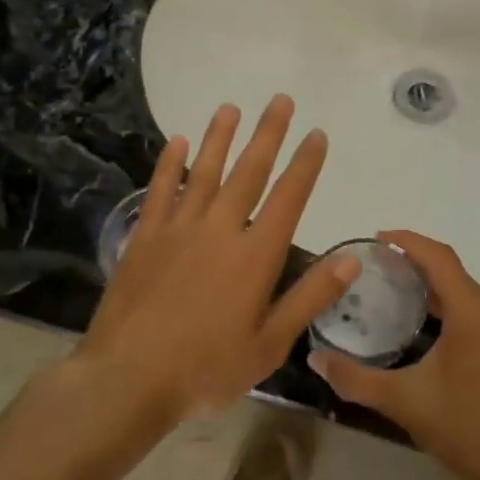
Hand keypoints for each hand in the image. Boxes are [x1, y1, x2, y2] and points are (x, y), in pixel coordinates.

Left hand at [78, 95, 357, 426]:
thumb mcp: (269, 345)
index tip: (317, 134)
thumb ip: (309, 298)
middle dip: (268, 135)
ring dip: (219, 138)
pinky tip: (176, 142)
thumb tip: (352, 260)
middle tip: (280, 100)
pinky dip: (169, 164)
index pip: (288, 198)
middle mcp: (219, 230)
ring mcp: (177, 229)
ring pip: (204, 172)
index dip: (304, 164)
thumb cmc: (205, 370)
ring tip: (231, 107)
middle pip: (249, 172)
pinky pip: (160, 191)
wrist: (127, 379)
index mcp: (254, 256)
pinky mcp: (144, 237)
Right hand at [306, 230, 479, 479]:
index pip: (438, 257)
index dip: (407, 241)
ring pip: (461, 288)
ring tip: (389, 285)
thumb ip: (355, 378)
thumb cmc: (463, 426)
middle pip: (450, 268)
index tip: (375, 238)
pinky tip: (418, 320)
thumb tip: (315, 358)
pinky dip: (442, 301)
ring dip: (428, 281)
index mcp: (471, 311)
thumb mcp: (402, 401)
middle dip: (413, 259)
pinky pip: (469, 307)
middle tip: (374, 264)